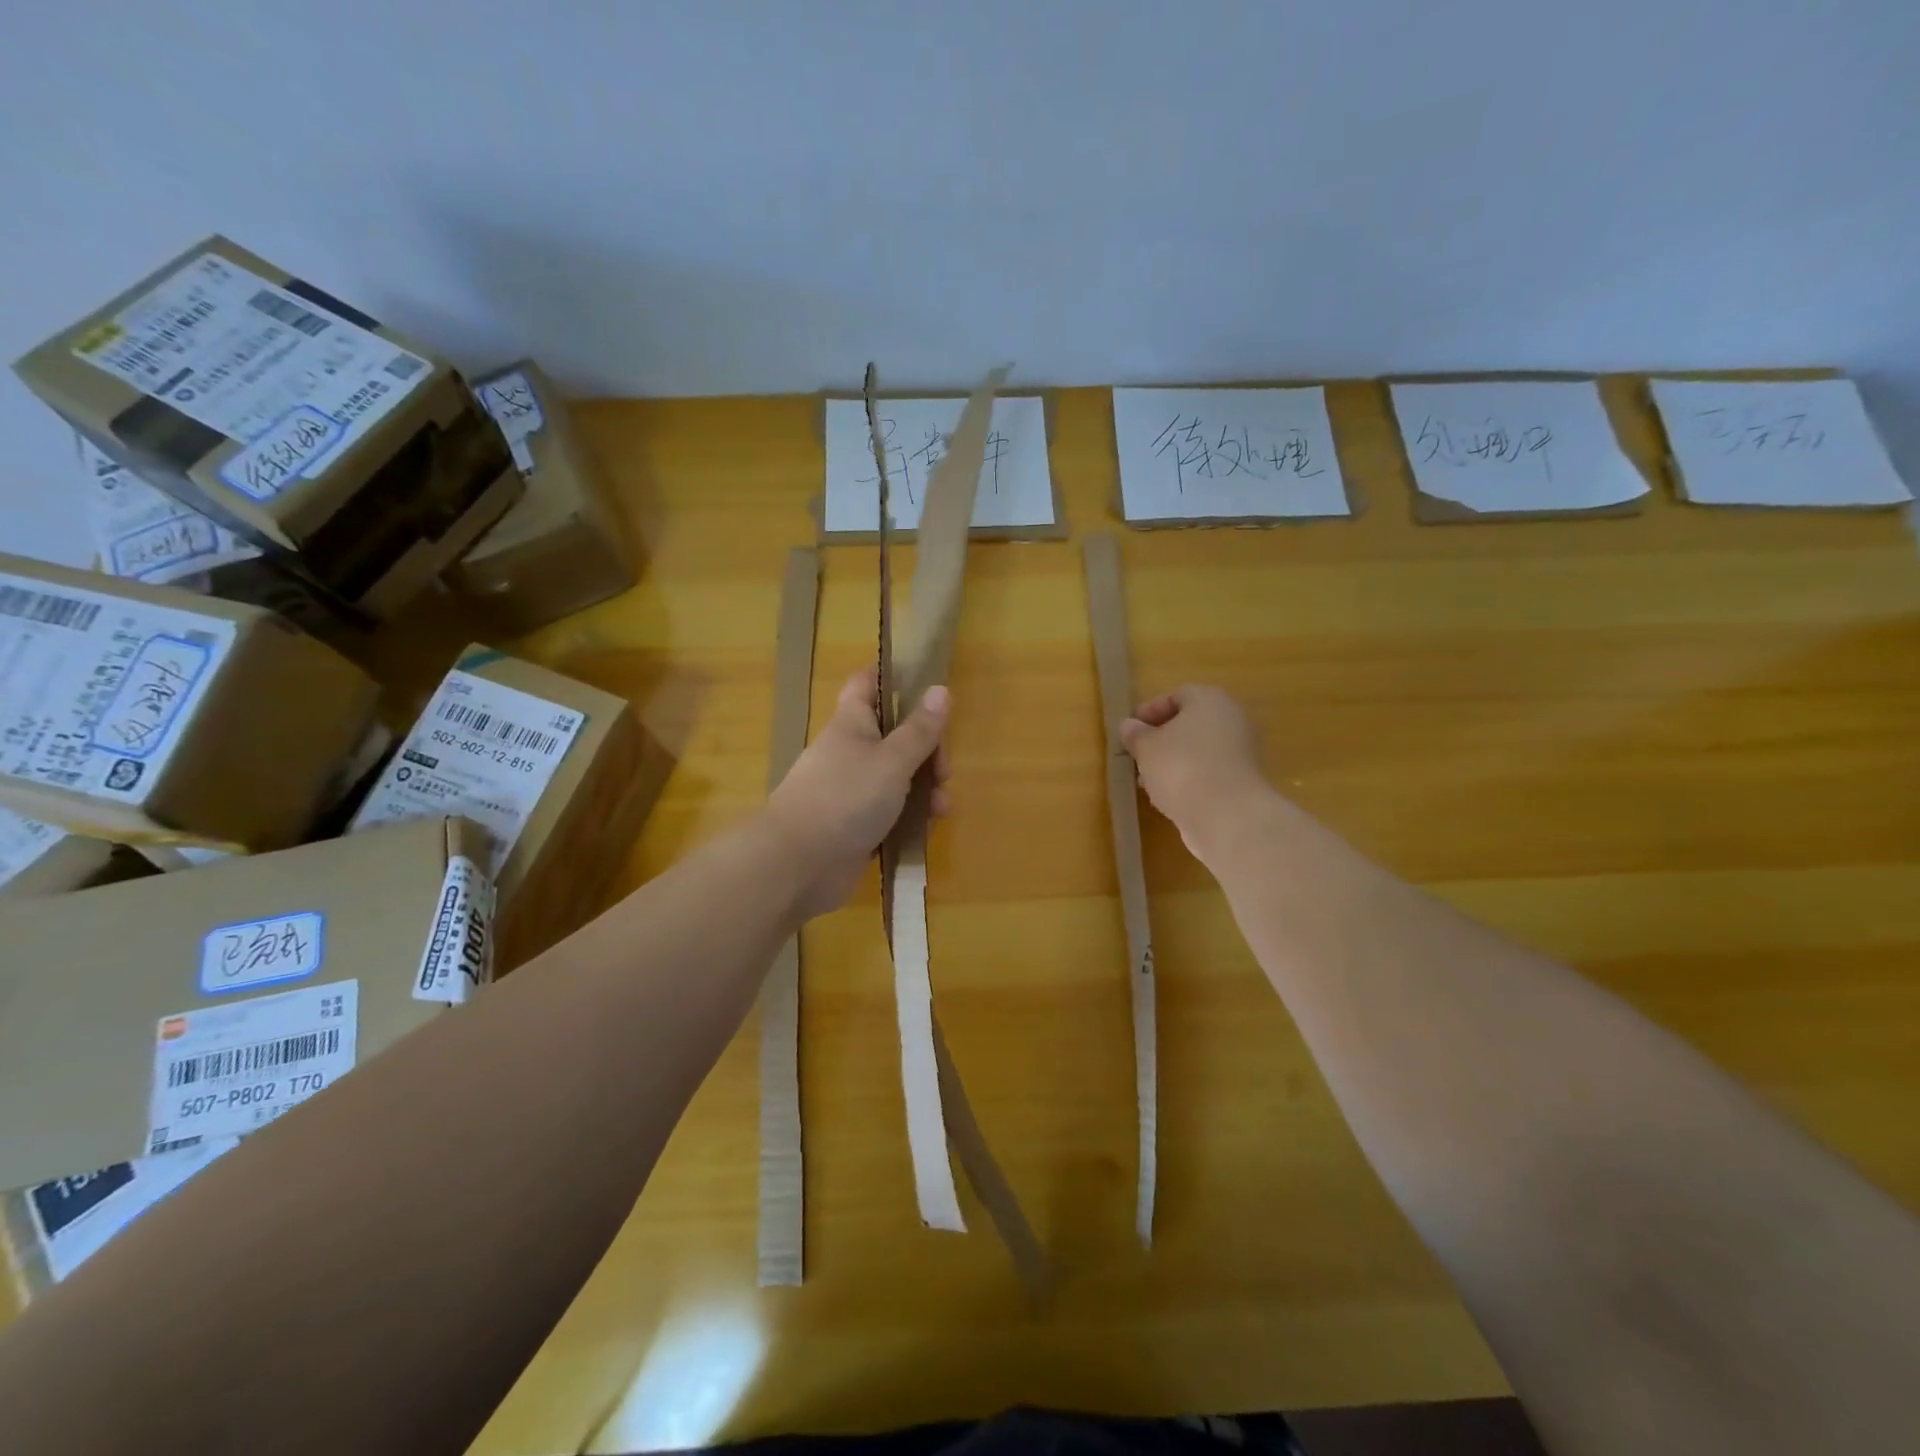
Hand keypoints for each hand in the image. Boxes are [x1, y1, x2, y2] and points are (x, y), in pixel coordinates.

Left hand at [766, 669, 951, 916]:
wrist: (797, 864)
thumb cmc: (845, 799)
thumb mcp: (892, 760)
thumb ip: (920, 729)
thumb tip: (941, 689)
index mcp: (852, 724)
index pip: (867, 685)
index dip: (893, 679)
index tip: (925, 685)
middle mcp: (850, 753)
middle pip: (895, 737)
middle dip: (927, 751)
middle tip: (943, 771)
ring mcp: (851, 792)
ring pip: (897, 779)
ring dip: (925, 789)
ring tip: (941, 809)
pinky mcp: (855, 826)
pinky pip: (890, 814)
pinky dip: (909, 818)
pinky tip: (925, 830)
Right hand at [1119, 685, 1270, 859]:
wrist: (1226, 815)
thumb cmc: (1181, 767)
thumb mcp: (1146, 747)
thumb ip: (1135, 734)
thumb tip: (1129, 726)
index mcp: (1210, 700)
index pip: (1176, 696)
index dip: (1149, 711)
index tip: (1130, 731)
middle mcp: (1232, 720)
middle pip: (1190, 724)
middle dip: (1161, 740)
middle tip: (1138, 755)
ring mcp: (1241, 752)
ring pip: (1199, 751)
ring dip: (1173, 763)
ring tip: (1148, 781)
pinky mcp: (1242, 782)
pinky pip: (1208, 773)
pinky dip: (1189, 781)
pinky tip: (1168, 798)